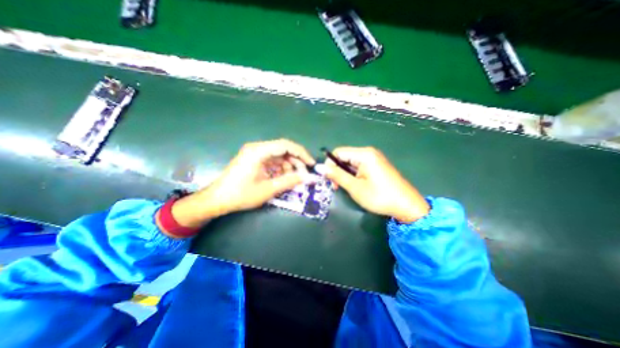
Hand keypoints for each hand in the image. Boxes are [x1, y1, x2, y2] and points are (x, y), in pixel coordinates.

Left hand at [168, 138, 315, 230]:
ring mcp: (255, 154)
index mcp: (259, 151)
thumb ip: (289, 181)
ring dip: (288, 167)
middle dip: (296, 162)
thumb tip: (308, 177)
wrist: (217, 200)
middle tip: (303, 175)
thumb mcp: (268, 189)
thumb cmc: (241, 194)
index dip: (301, 153)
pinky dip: (280, 169)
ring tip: (293, 180)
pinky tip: (283, 179)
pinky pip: (272, 161)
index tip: (311, 164)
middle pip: (283, 150)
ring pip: (279, 156)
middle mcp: (257, 148)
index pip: (286, 145)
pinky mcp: (254, 160)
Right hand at [323, 147, 428, 221]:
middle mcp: (369, 152)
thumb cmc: (379, 196)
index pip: (338, 152)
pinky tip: (355, 185)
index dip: (330, 165)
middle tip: (337, 187)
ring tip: (345, 188)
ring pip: (351, 163)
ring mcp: (374, 159)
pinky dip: (353, 175)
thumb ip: (336, 175)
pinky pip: (359, 167)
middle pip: (344, 157)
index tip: (329, 180)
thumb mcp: (355, 187)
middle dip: (337, 171)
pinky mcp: (376, 166)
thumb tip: (319, 167)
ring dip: (344, 174)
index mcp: (364, 154)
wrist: (407, 206)